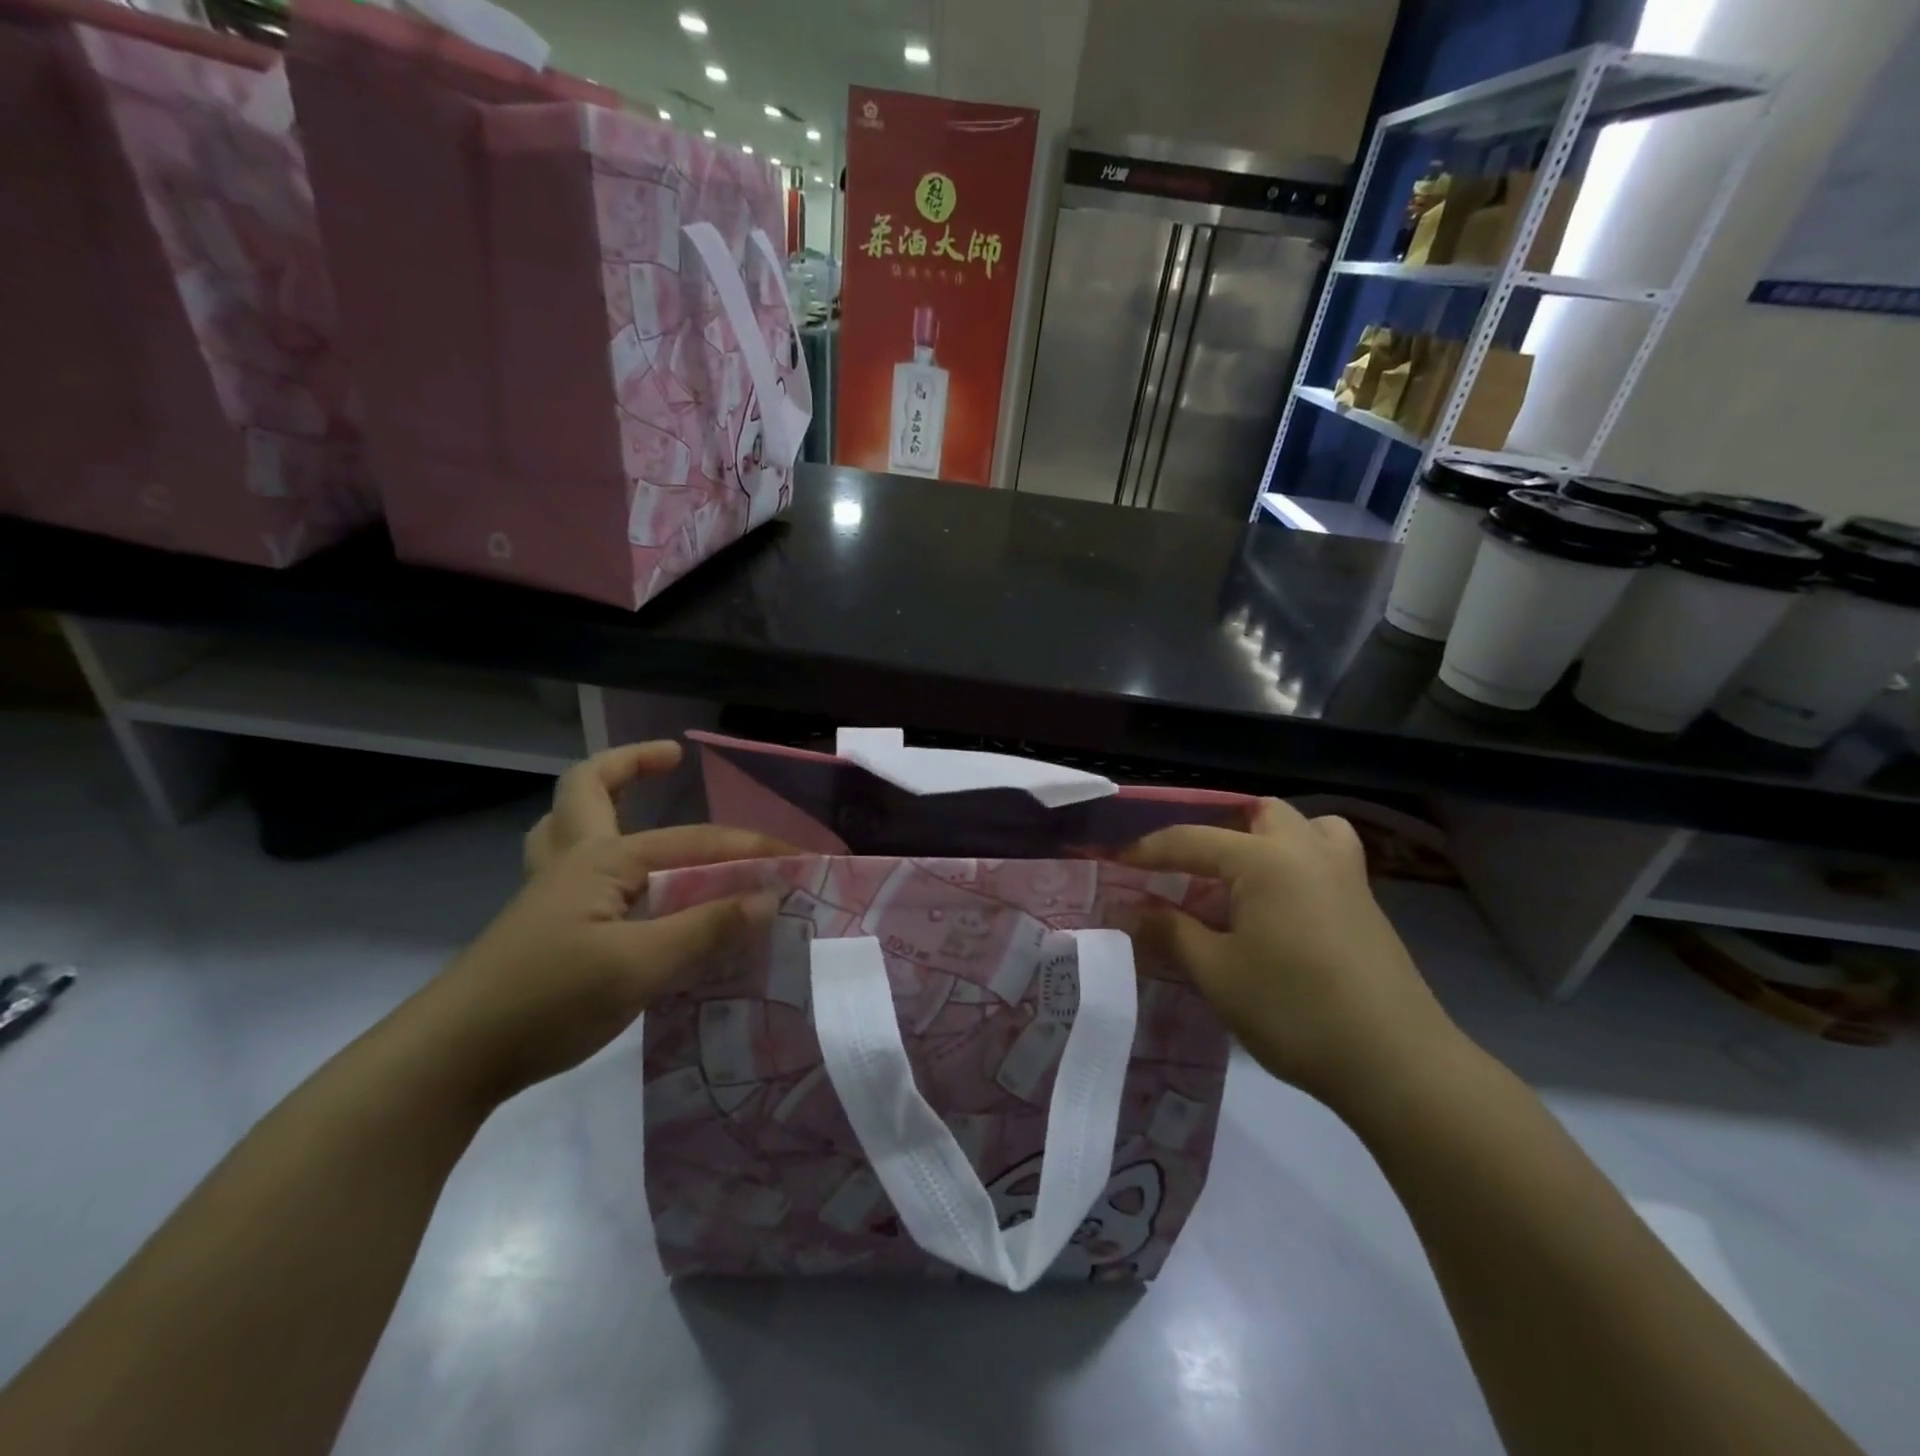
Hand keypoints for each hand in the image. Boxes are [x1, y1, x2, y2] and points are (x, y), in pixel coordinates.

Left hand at [413, 744, 793, 1103]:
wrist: (451, 1060)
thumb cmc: (548, 999)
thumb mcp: (640, 966)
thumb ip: (706, 928)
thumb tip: (767, 898)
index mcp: (601, 860)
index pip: (693, 842)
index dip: (749, 848)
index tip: (797, 860)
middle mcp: (572, 863)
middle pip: (587, 789)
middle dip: (630, 764)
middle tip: (671, 759)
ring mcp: (551, 894)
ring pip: (567, 825)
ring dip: (601, 803)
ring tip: (639, 806)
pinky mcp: (546, 928)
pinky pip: (574, 868)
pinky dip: (603, 856)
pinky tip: (627, 886)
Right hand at [1122, 799, 1463, 1109]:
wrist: (1395, 1063)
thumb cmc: (1294, 1010)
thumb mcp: (1216, 973)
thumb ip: (1170, 931)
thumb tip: (1131, 909)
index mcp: (1265, 860)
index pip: (1192, 839)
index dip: (1148, 850)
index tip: (1114, 861)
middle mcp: (1307, 851)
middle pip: (1258, 812)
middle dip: (1216, 828)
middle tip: (1187, 866)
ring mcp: (1345, 875)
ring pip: (1304, 826)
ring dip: (1267, 836)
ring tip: (1242, 872)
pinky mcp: (1367, 904)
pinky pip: (1327, 856)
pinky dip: (1299, 860)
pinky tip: (1284, 903)